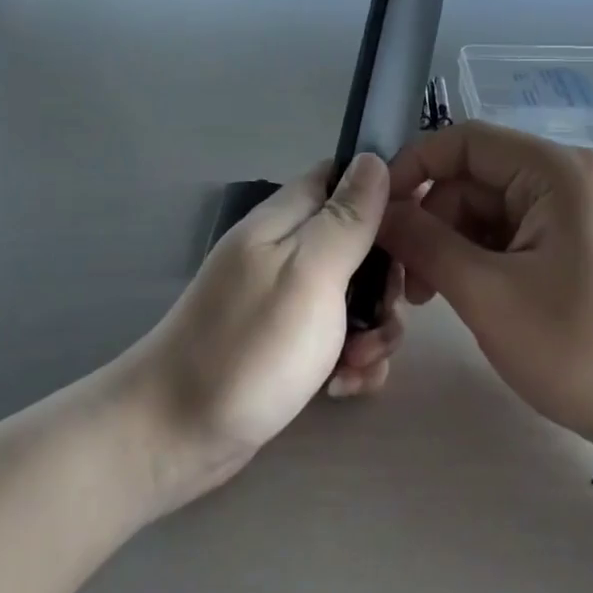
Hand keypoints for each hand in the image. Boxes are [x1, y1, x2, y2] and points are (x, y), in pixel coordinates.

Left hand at [122, 154, 404, 507]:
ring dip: (371, 330)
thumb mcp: (309, 272)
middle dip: (385, 283)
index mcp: (286, 220)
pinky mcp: (287, 344)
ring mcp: (285, 300)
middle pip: (359, 243)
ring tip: (357, 365)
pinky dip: (349, 361)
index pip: (342, 179)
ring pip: (354, 297)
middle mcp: (286, 252)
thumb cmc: (250, 346)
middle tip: (382, 318)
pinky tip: (342, 388)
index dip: (384, 197)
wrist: (176, 434)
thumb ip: (346, 218)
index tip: (417, 234)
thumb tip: (373, 158)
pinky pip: (336, 338)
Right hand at [378, 123, 592, 492]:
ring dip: (452, 244)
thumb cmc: (581, 349)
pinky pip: (512, 232)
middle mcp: (567, 177)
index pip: (463, 141)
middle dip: (431, 220)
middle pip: (473, 177)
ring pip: (487, 208)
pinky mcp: (577, 241)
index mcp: (555, 171)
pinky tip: (467, 296)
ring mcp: (575, 210)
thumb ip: (424, 242)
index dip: (411, 168)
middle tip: (407, 280)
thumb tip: (378, 210)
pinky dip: (480, 258)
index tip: (376, 214)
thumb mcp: (488, 295)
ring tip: (432, 298)